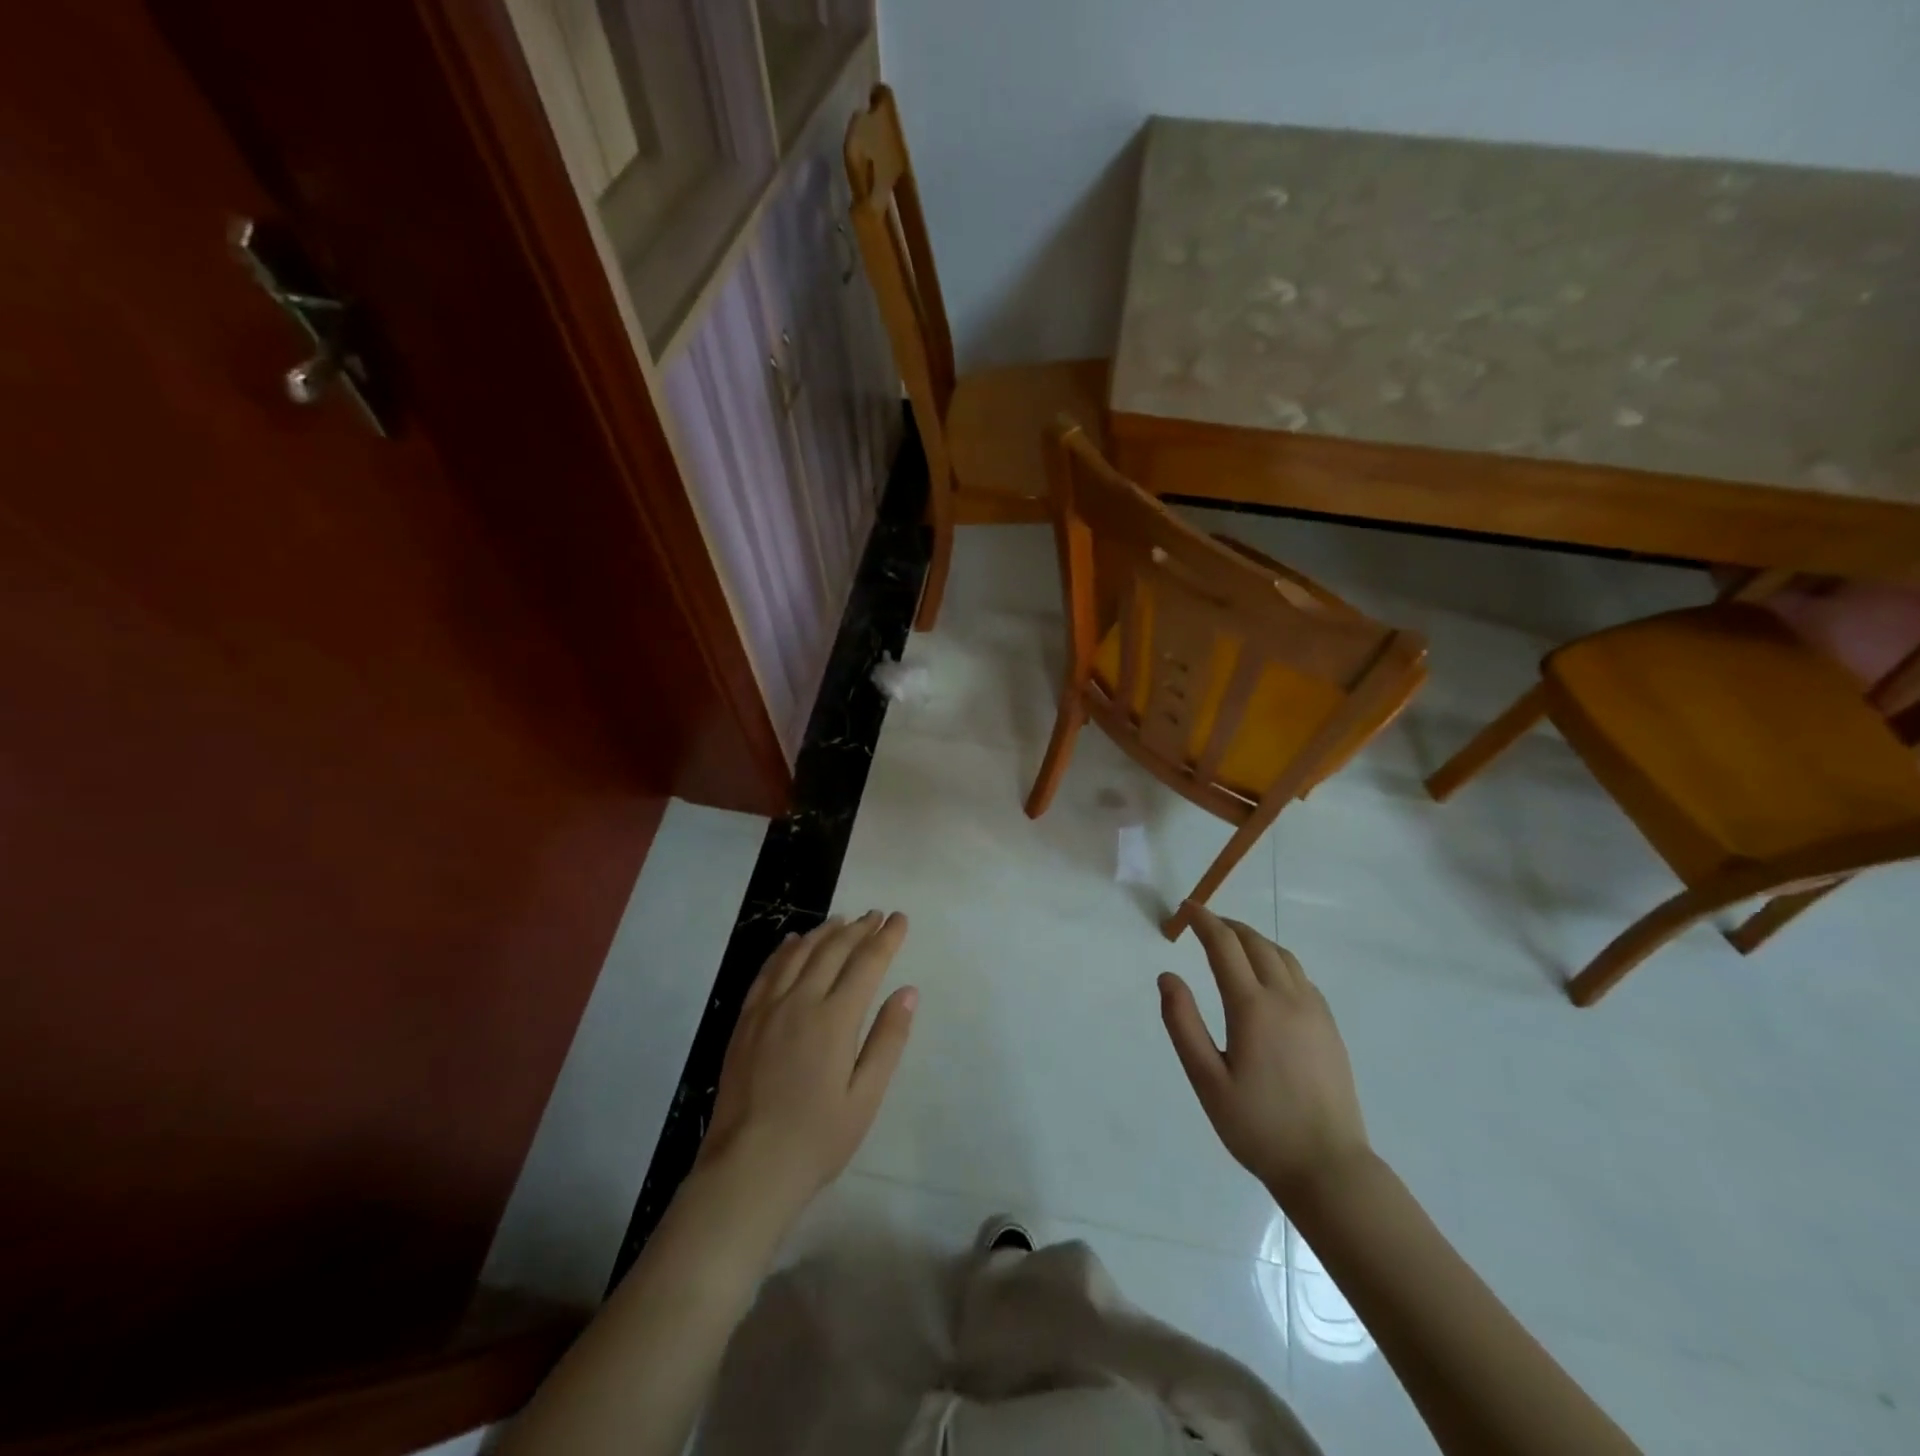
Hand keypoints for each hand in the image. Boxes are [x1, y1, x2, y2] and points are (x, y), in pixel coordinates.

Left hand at [697, 912, 916, 1214]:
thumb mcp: (866, 1096)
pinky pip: (768, 971)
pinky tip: (794, 942)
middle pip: (833, 950)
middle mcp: (800, 1002)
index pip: (867, 963)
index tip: (900, 919)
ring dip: (824, 932)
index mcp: (835, 1019)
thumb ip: (888, 1040)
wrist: (748, 1168)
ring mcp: (768, 1009)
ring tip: (842, 920)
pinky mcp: (746, 1021)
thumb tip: (907, 991)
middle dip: (858, 928)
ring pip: (799, 953)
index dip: (886, 938)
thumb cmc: (817, 1138)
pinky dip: (785, 949)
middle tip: (876, 915)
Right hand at [1159, 907, 1371, 1202]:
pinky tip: (1266, 977)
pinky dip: (1277, 961)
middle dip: (1227, 925)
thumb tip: (1167, 976)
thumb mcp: (1206, 1079)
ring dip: (1254, 940)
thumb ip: (1182, 1023)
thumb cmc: (1258, 1126)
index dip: (1203, 921)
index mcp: (1253, 1007)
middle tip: (1203, 923)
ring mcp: (1314, 1011)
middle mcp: (1286, 998)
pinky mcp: (1329, 1027)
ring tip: (1232, 943)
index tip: (1186, 909)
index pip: (1224, 945)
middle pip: (1256, 943)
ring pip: (1282, 956)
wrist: (1328, 1167)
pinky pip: (1301, 976)